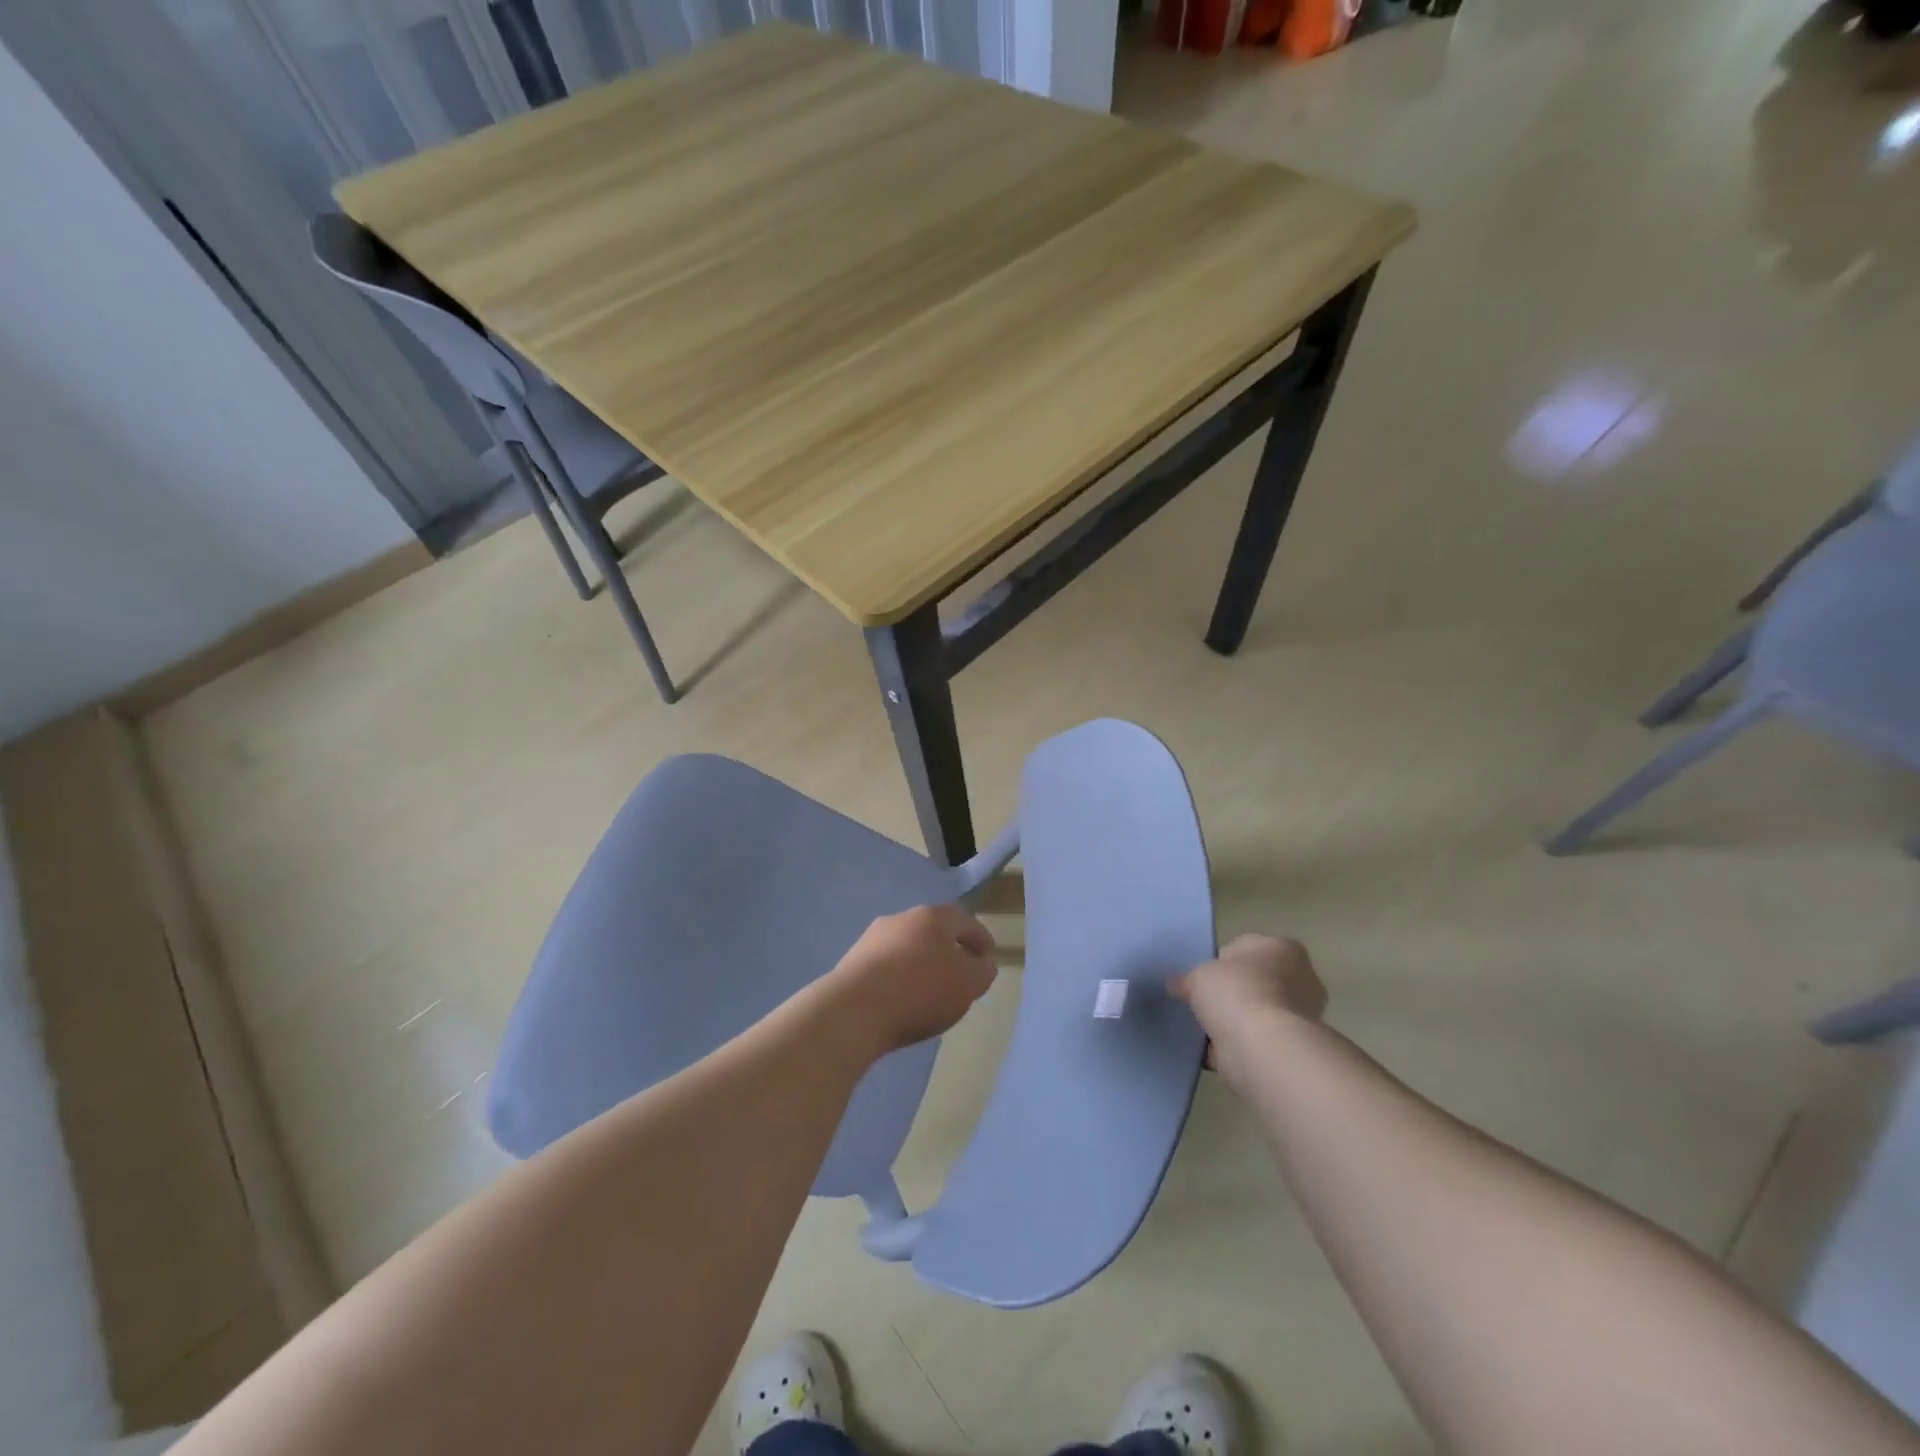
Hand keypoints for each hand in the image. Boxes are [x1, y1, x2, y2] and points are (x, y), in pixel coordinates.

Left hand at [829, 904, 996, 1056]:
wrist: (854, 1010)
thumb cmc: (920, 991)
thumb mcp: (967, 985)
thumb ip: (982, 971)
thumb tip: (982, 963)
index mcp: (933, 917)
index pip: (964, 921)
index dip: (980, 938)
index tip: (988, 955)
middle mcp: (901, 918)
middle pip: (934, 930)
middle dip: (949, 948)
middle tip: (960, 971)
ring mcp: (873, 938)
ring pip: (908, 946)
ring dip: (922, 961)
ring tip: (930, 988)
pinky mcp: (853, 960)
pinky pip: (887, 964)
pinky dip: (900, 975)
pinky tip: (902, 997)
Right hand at [1170, 935, 1326, 1076]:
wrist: (1263, 1047)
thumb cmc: (1234, 992)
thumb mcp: (1196, 975)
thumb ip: (1186, 978)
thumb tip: (1175, 985)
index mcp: (1281, 948)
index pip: (1247, 948)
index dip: (1223, 963)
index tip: (1204, 978)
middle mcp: (1300, 977)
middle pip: (1256, 981)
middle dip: (1234, 993)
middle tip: (1205, 1003)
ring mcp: (1302, 1016)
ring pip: (1258, 1013)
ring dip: (1237, 1021)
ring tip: (1205, 1029)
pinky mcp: (1295, 1047)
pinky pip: (1258, 1041)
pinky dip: (1238, 1046)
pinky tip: (1213, 1050)